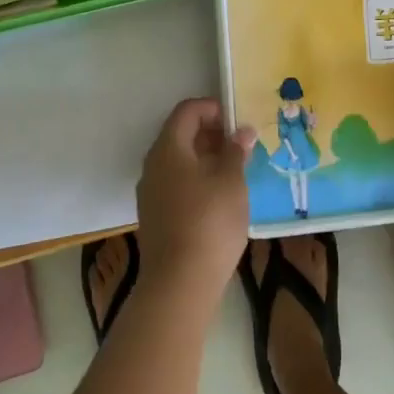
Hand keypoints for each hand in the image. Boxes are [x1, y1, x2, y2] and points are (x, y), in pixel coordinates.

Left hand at [136, 99, 256, 308]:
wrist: (179, 285)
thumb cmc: (209, 222)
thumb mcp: (231, 182)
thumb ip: (236, 151)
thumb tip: (242, 131)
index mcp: (168, 149)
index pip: (187, 111)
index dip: (213, 109)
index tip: (239, 121)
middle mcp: (153, 165)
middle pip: (181, 135)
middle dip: (212, 134)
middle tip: (242, 146)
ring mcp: (151, 193)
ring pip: (179, 162)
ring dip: (206, 159)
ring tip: (236, 171)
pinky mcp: (155, 217)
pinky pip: (177, 184)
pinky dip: (198, 180)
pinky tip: (221, 198)